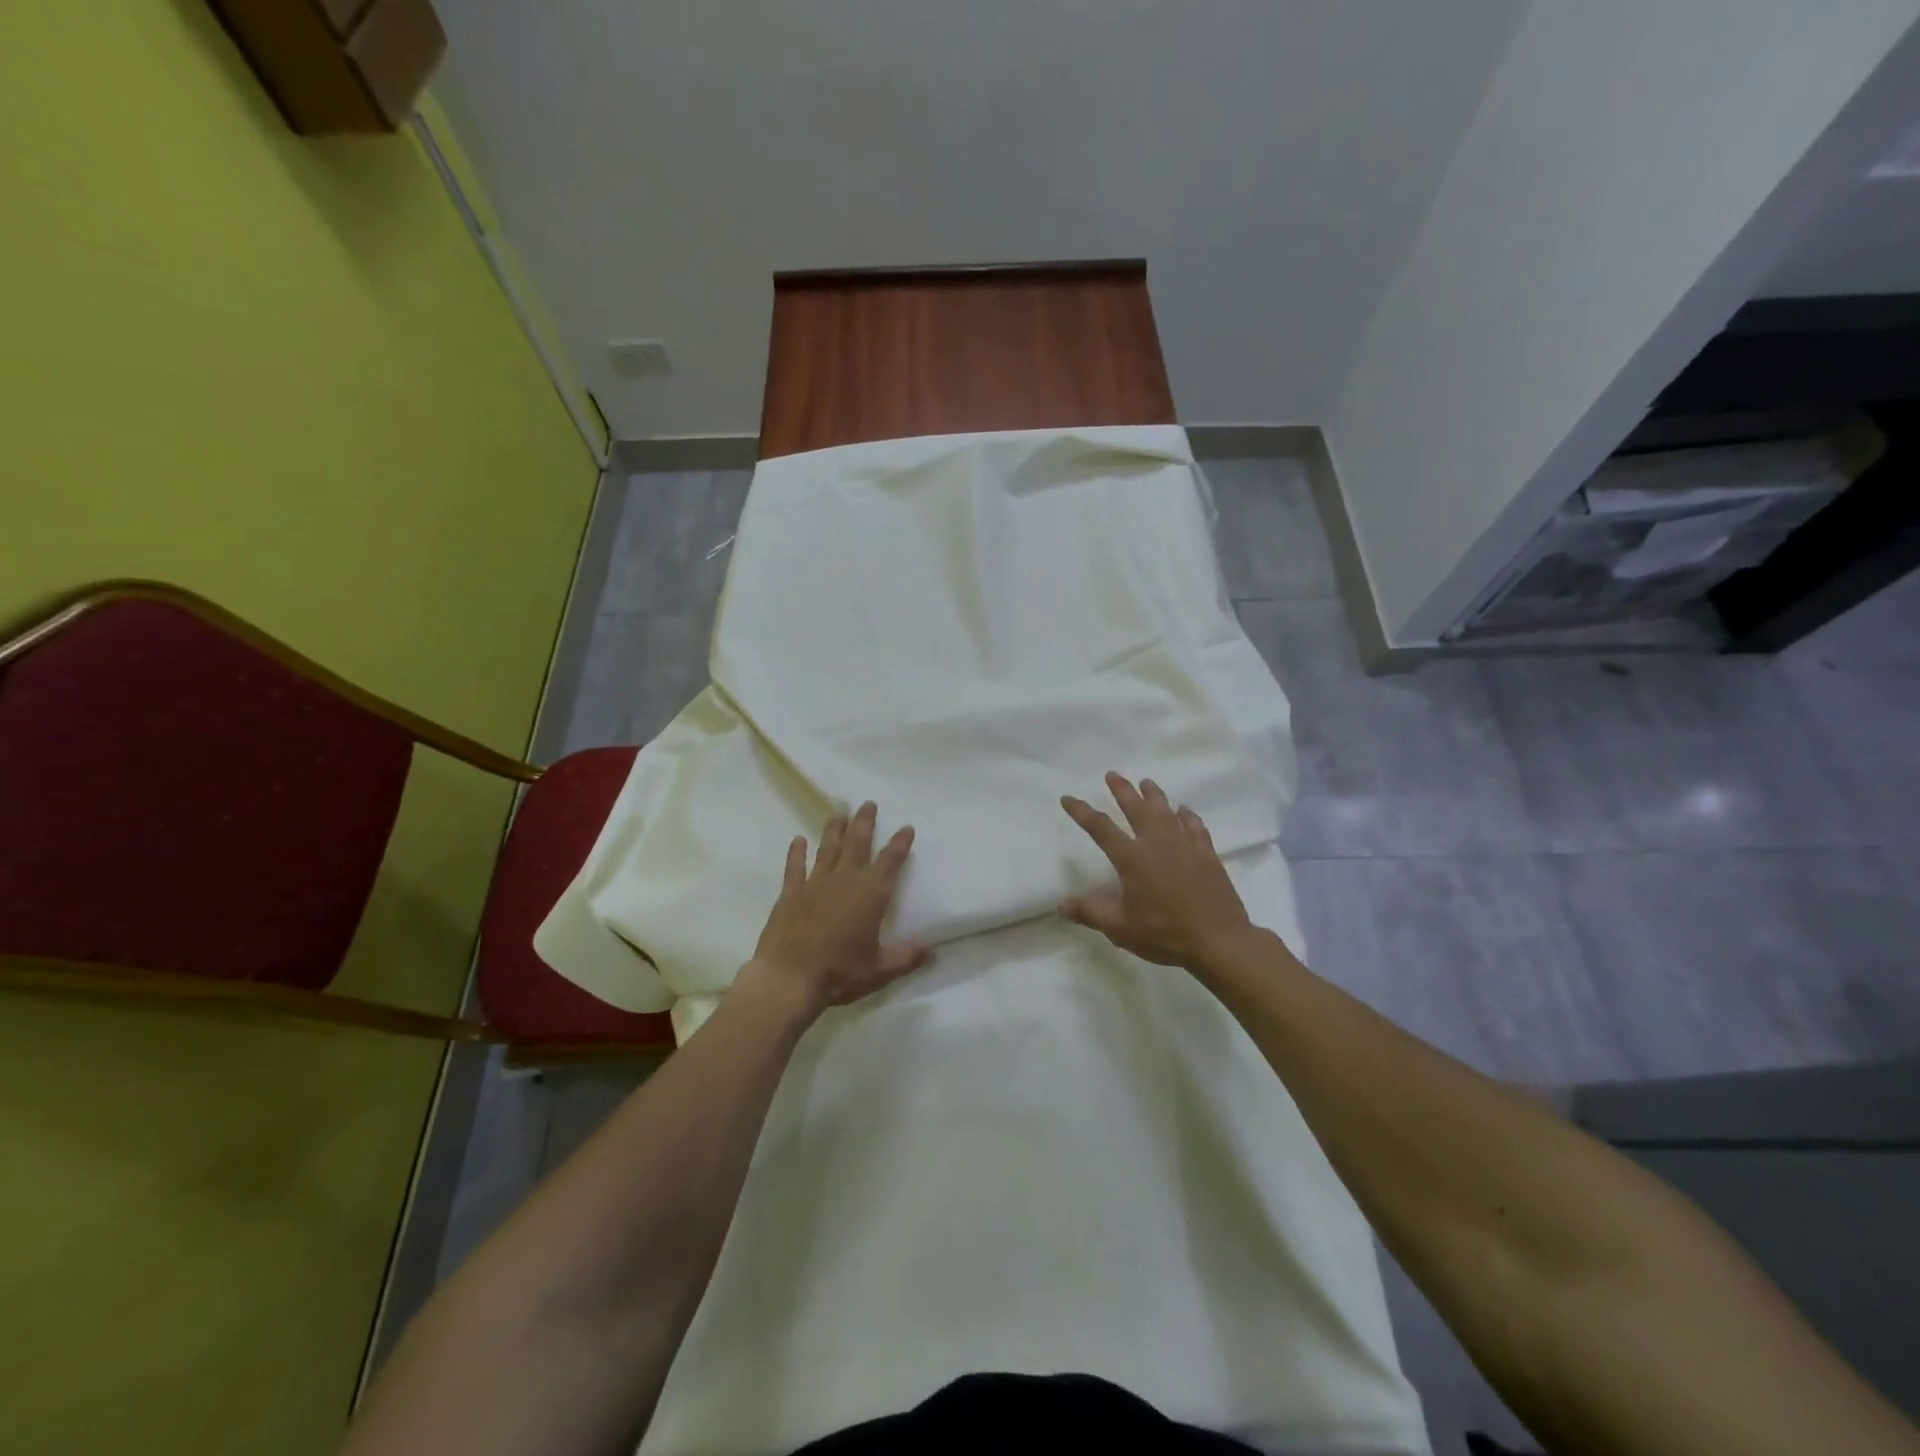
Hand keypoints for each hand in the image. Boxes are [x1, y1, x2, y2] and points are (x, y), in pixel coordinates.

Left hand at [746, 801, 930, 1015]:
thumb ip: (906, 957)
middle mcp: (845, 881)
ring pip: (828, 848)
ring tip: (839, 813)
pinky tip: (798, 840)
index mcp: (870, 896)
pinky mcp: (790, 893)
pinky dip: (796, 852)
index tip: (906, 827)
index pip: (890, 862)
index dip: (900, 843)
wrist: (789, 979)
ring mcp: (815, 883)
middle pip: (857, 843)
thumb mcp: (880, 971)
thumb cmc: (839, 974)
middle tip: (868, 803)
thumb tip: (931, 950)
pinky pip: (794, 866)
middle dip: (865, 822)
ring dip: (835, 829)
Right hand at [1059, 772, 1253, 969]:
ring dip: (1154, 796)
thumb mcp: (1120, 929)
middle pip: (1136, 808)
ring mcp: (1185, 846)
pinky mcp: (1207, 855)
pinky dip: (1187, 816)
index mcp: (1132, 858)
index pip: (1100, 828)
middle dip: (1122, 790)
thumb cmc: (1165, 934)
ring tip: (1146, 782)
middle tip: (1112, 774)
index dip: (1082, 812)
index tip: (1067, 798)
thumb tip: (1061, 905)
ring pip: (1166, 812)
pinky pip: (1195, 827)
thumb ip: (1090, 913)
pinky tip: (1184, 811)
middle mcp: (1157, 844)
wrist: (1219, 940)